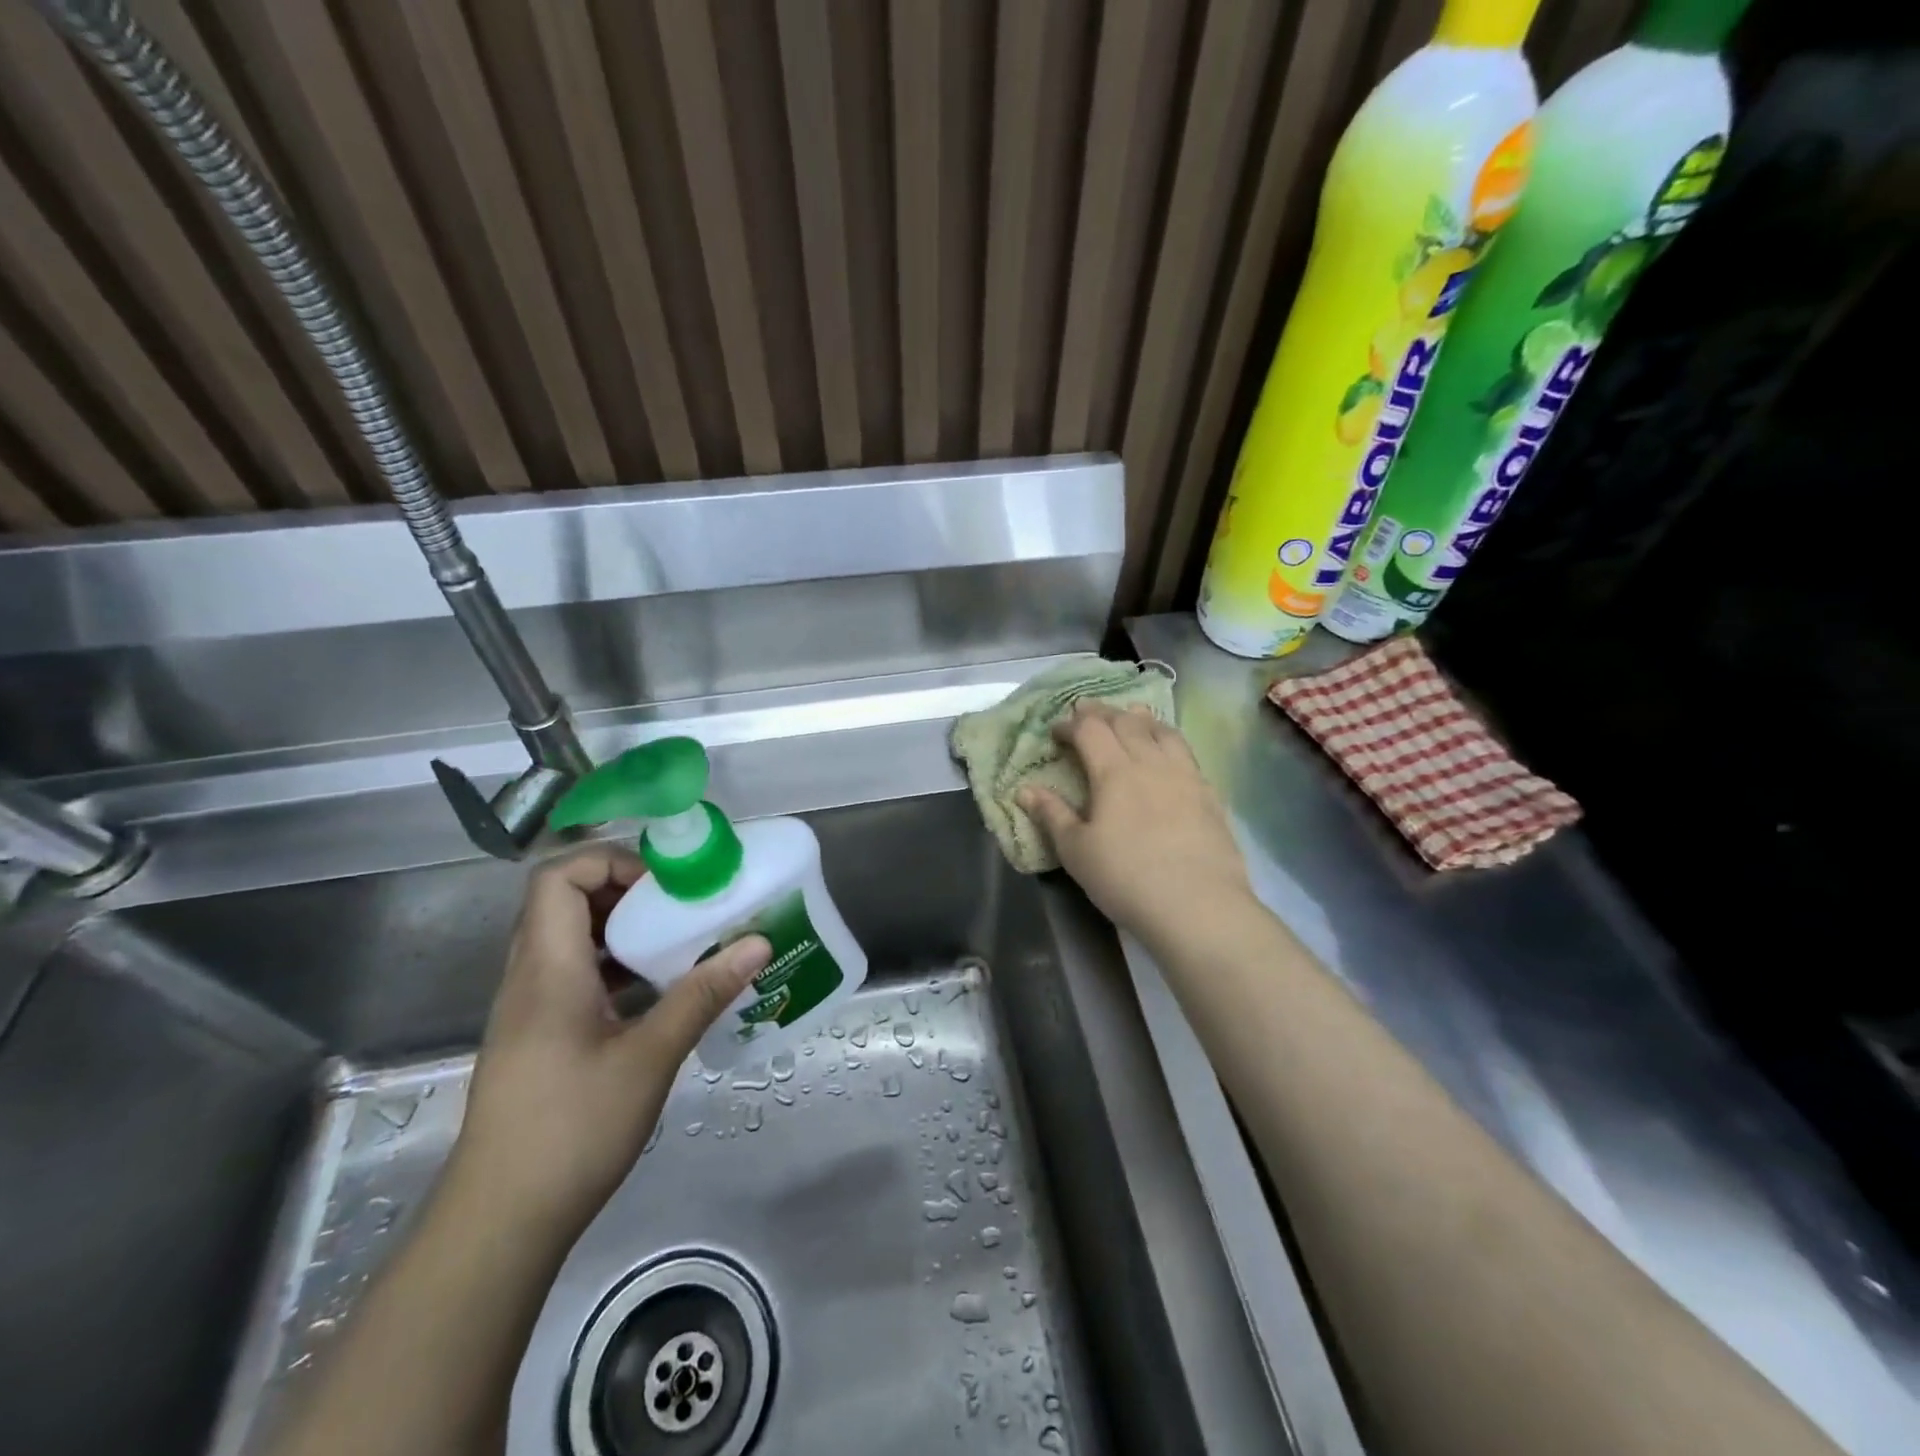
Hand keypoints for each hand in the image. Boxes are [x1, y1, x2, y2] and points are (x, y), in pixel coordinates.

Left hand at [450, 844, 770, 1242]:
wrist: (501, 1221)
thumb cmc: (572, 1129)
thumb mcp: (650, 1057)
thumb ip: (702, 994)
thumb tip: (757, 943)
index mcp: (548, 968)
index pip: (559, 877)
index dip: (611, 862)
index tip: (665, 885)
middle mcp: (530, 977)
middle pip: (564, 901)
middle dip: (626, 891)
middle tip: (681, 907)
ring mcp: (529, 1009)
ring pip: (569, 938)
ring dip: (622, 929)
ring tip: (677, 942)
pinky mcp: (538, 1036)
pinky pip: (574, 974)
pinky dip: (614, 965)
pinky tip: (656, 992)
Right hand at [1020, 703, 1254, 951]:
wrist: (1198, 906)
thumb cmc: (1126, 878)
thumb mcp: (1076, 851)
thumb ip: (1051, 814)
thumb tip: (1024, 789)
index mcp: (1114, 771)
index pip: (1090, 729)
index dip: (1071, 724)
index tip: (1056, 731)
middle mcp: (1151, 762)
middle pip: (1126, 722)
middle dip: (1103, 713)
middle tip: (1087, 713)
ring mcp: (1185, 775)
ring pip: (1162, 730)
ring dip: (1140, 719)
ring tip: (1131, 718)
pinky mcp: (1209, 793)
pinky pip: (1186, 752)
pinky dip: (1168, 740)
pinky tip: (1167, 754)